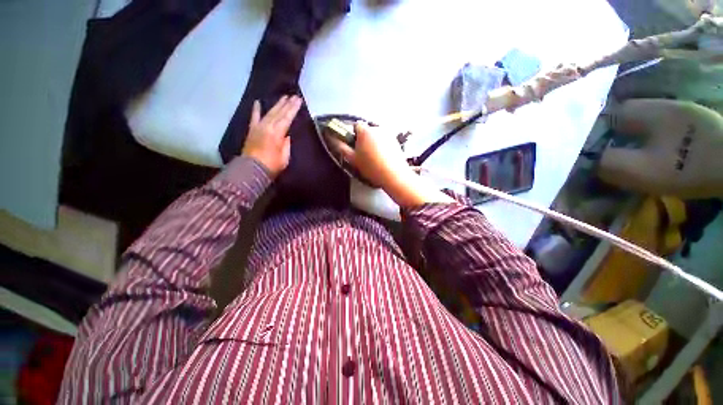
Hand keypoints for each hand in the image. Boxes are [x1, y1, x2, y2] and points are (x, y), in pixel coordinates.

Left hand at [242, 95, 301, 177]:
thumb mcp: (284, 157)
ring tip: (284, 97)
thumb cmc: (272, 165)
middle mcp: (268, 126)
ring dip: (277, 104)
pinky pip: (254, 117)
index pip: (287, 117)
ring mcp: (258, 126)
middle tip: (294, 96)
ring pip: (269, 112)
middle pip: (279, 112)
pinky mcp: (252, 130)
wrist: (252, 169)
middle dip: (287, 104)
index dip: (293, 109)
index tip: (299, 100)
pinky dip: (256, 110)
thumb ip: (286, 144)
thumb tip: (286, 135)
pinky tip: (257, 102)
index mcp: (277, 133)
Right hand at [330, 122, 452, 207]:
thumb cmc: (371, 167)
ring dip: (373, 142)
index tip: (354, 146)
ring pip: (376, 135)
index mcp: (365, 131)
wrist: (393, 175)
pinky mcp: (396, 140)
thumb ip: (340, 147)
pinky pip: (384, 140)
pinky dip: (382, 145)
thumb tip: (332, 138)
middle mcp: (377, 128)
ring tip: (374, 158)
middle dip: (363, 139)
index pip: (355, 125)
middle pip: (366, 130)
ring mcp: (388, 133)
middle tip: (363, 154)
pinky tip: (383, 158)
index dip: (353, 135)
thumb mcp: (352, 159)